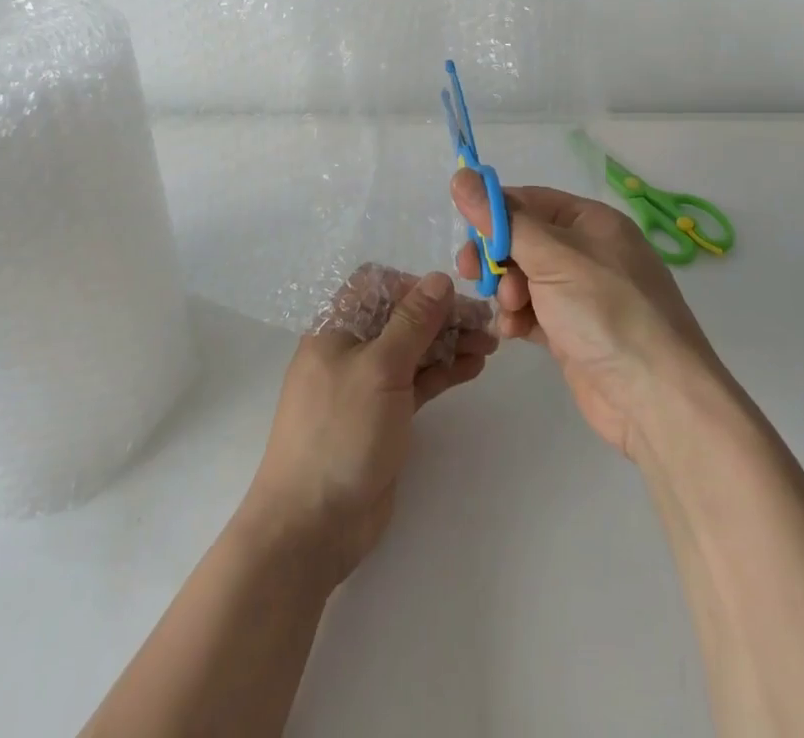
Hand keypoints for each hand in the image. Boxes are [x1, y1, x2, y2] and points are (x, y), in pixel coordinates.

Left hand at [239, 270, 496, 583]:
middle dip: (441, 315)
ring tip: (491, 345)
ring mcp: (368, 384)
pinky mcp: (384, 415)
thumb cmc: (341, 431)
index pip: (376, 285)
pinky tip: (474, 367)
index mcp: (336, 326)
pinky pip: (417, 381)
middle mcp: (351, 348)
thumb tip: (439, 278)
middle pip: (401, 317)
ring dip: (449, 342)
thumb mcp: (380, 368)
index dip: (412, 285)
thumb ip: (413, 322)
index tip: (449, 297)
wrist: (312, 524)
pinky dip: (444, 371)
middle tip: (486, 323)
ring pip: (413, 349)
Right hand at [452, 172, 725, 461]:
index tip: (465, 231)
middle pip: (523, 240)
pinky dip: (518, 317)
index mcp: (591, 222)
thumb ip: (502, 220)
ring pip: (523, 277)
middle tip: (470, 272)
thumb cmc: (606, 311)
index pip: (529, 201)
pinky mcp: (572, 331)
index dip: (494, 212)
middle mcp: (587, 252)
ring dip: (506, 290)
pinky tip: (513, 332)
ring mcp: (581, 294)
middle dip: (496, 256)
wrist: (656, 400)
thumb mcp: (552, 257)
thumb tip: (461, 176)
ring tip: (510, 309)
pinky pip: (532, 311)